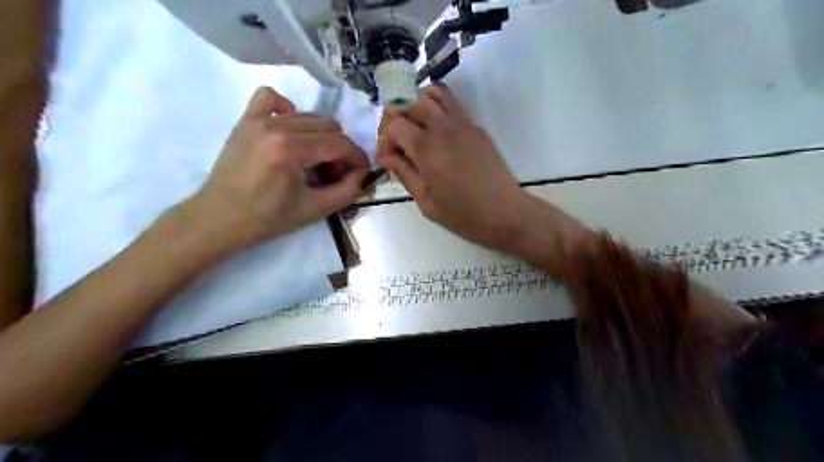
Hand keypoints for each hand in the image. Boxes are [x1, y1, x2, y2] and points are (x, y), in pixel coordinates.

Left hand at [186, 84, 370, 253]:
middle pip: (328, 126)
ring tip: (314, 160)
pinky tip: (290, 131)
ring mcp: (258, 120)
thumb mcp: (315, 210)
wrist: (220, 219)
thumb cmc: (268, 219)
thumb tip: (362, 173)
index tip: (362, 172)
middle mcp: (276, 127)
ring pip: (308, 115)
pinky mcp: (246, 120)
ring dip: (321, 136)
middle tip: (334, 173)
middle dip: (340, 150)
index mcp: (291, 150)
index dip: (357, 158)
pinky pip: (271, 98)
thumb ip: (347, 190)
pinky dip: (288, 109)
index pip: (340, 143)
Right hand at [376, 85, 530, 250]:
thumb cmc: (464, 215)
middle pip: (411, 101)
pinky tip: (438, 133)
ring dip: (419, 105)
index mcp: (427, 149)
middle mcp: (444, 128)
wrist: (505, 213)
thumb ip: (405, 174)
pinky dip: (439, 108)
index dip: (386, 140)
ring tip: (417, 129)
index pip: (395, 125)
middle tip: (399, 140)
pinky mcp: (477, 127)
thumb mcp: (427, 202)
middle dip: (398, 116)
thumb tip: (387, 156)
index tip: (390, 159)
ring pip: (435, 94)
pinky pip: (453, 104)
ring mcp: (464, 124)